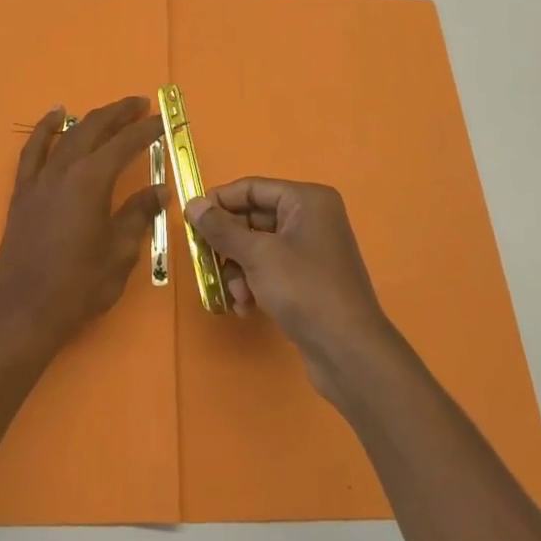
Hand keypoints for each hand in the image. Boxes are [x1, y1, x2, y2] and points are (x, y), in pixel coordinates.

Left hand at [0, 97, 167, 357]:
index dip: (146, 131)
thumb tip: (158, 191)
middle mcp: (63, 170)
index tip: (162, 121)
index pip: (124, 145)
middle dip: (119, 114)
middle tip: (141, 105)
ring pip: (66, 135)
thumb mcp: (120, 252)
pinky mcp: (22, 192)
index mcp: (91, 182)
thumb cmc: (80, 285)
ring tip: (110, 111)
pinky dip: (45, 129)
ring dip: (90, 119)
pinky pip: (33, 150)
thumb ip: (138, 214)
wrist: (27, 311)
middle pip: (94, 129)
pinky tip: (55, 116)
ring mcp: (39, 179)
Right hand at [186, 179, 399, 402]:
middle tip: (206, 263)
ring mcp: (311, 250)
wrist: (349, 352)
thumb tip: (192, 204)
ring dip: (239, 270)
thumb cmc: (305, 290)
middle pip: (253, 218)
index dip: (220, 202)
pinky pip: (270, 269)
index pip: (252, 188)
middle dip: (229, 245)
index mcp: (306, 200)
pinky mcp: (308, 279)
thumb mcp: (258, 255)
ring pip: (258, 247)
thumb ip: (222, 228)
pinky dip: (254, 284)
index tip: (190, 221)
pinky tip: (246, 308)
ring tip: (236, 296)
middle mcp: (311, 218)